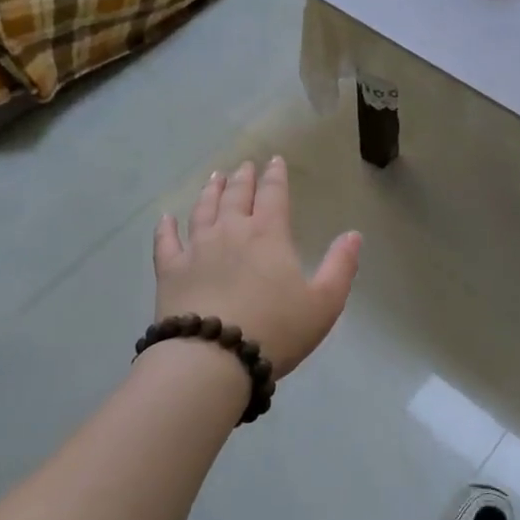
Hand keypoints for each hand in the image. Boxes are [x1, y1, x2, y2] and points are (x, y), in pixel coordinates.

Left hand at [153, 158, 360, 377]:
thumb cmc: (276, 330)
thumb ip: (341, 266)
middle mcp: (231, 232)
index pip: (274, 194)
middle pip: (236, 196)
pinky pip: (166, 242)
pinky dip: (166, 227)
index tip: (275, 160)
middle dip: (243, 178)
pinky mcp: (170, 271)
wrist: (213, 359)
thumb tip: (354, 234)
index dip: (275, 176)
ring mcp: (196, 249)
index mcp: (269, 235)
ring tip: (214, 178)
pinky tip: (166, 218)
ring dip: (210, 192)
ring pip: (202, 210)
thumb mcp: (324, 302)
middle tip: (244, 166)